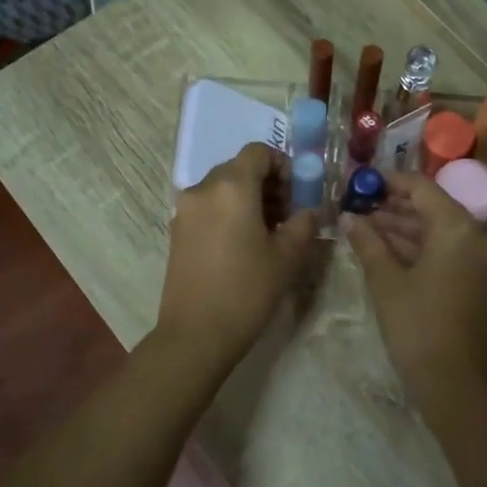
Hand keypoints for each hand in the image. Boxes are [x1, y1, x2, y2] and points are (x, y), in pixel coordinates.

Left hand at [157, 144, 317, 372]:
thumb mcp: (287, 257)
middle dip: (266, 184)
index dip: (282, 165)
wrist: (196, 333)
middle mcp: (203, 189)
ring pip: (222, 188)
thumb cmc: (247, 290)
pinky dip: (228, 213)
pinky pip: (208, 207)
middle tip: (287, 215)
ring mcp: (185, 210)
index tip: (296, 193)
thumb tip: (309, 211)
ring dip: (247, 199)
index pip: (258, 152)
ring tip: (267, 233)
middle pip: (239, 168)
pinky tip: (242, 246)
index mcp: (231, 187)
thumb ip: (303, 224)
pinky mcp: (177, 231)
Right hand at [345, 171, 486, 416]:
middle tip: (356, 205)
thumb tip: (348, 217)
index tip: (360, 182)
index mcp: (458, 227)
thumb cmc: (416, 325)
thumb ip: (367, 242)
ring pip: (436, 228)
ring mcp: (478, 257)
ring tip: (362, 225)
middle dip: (393, 205)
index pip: (421, 187)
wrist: (452, 380)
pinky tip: (383, 246)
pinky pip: (444, 248)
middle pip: (431, 206)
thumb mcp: (385, 280)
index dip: (389, 181)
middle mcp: (476, 235)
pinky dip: (417, 245)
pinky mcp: (475, 276)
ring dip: (402, 226)